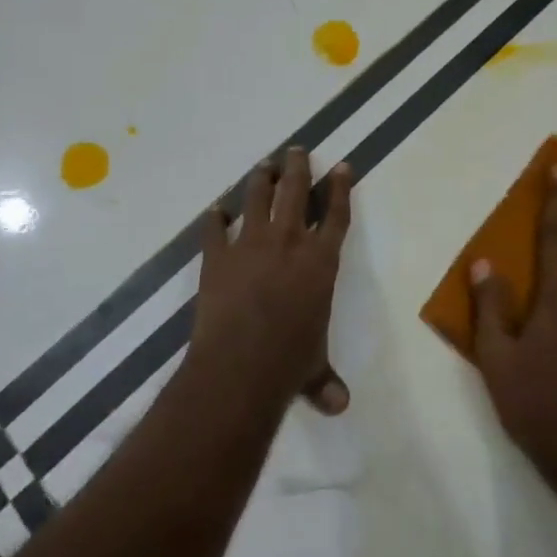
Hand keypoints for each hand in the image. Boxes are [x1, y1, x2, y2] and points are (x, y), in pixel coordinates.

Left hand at [192, 147, 352, 414]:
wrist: (240, 365)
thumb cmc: (289, 363)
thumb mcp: (314, 370)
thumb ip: (326, 381)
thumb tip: (340, 406)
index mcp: (320, 262)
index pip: (335, 216)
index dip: (340, 189)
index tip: (342, 166)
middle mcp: (288, 243)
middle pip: (296, 192)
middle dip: (298, 168)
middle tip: (297, 149)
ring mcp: (250, 245)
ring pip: (258, 199)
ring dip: (262, 179)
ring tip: (264, 165)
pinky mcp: (216, 257)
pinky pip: (215, 230)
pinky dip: (214, 219)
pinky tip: (215, 209)